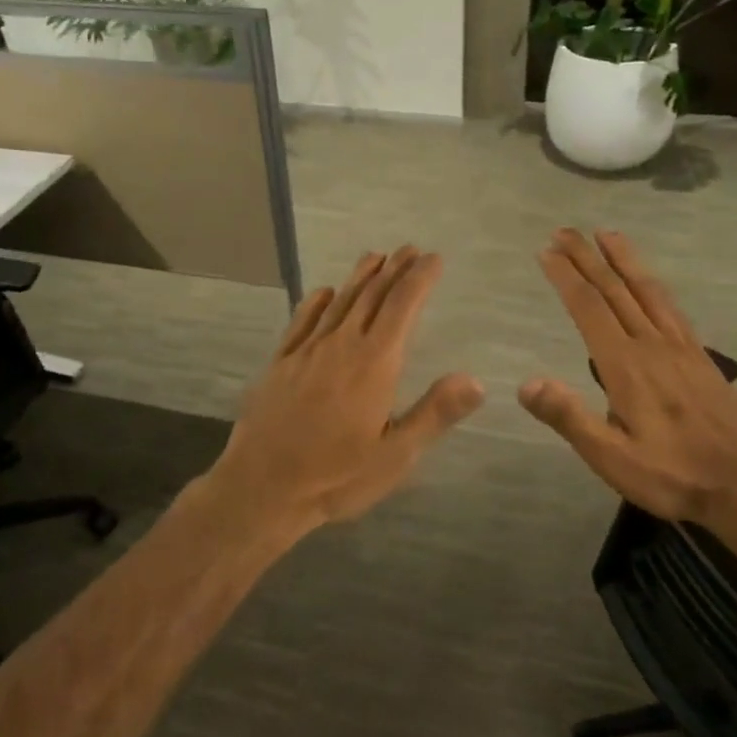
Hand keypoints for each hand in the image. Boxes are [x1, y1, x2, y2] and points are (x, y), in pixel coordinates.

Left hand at [207, 247, 483, 532]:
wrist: (261, 488)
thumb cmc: (335, 476)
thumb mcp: (395, 455)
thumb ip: (434, 413)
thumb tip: (476, 379)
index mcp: (374, 364)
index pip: (402, 308)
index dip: (419, 280)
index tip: (433, 258)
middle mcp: (341, 346)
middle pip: (371, 297)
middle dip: (394, 270)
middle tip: (409, 249)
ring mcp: (306, 352)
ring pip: (338, 303)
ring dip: (359, 277)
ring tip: (374, 257)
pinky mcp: (280, 363)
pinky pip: (302, 322)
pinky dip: (317, 302)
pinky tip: (324, 293)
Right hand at [518, 228, 736, 527]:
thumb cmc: (672, 476)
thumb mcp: (612, 458)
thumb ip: (570, 418)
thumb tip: (526, 384)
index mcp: (625, 366)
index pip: (589, 308)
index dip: (566, 277)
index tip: (546, 251)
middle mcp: (652, 345)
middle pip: (615, 290)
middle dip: (587, 257)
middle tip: (564, 231)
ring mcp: (681, 348)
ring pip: (648, 290)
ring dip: (624, 259)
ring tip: (607, 234)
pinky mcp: (702, 357)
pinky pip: (672, 308)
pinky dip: (654, 284)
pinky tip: (650, 282)